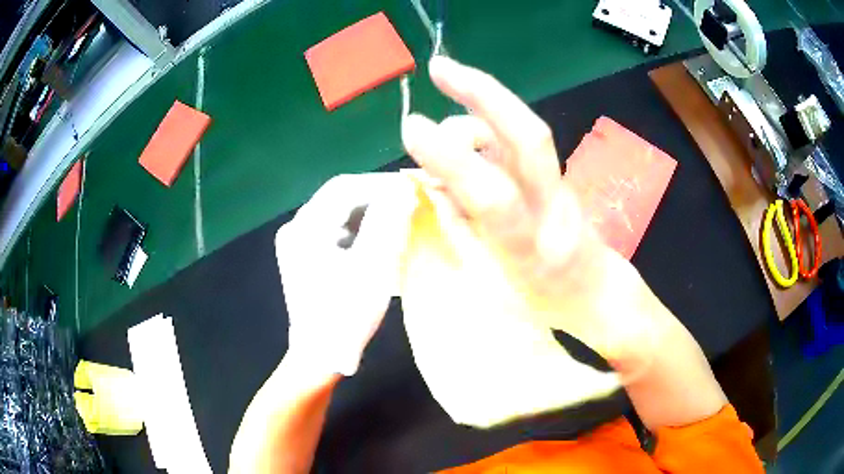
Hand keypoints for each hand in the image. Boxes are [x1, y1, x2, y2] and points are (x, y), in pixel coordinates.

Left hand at [275, 173, 415, 376]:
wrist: (318, 355)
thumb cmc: (345, 314)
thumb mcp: (372, 267)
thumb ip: (387, 222)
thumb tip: (403, 189)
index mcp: (306, 227)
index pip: (345, 187)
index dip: (379, 184)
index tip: (410, 190)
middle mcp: (296, 228)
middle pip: (339, 198)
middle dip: (375, 197)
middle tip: (407, 204)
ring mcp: (297, 243)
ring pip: (338, 213)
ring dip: (368, 212)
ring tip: (397, 219)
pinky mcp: (304, 256)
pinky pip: (334, 230)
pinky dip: (358, 228)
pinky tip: (377, 238)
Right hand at [401, 56, 655, 365]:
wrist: (595, 291)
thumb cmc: (540, 301)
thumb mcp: (490, 283)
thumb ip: (459, 228)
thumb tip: (433, 181)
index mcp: (531, 247)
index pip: (493, 195)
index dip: (452, 158)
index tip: (411, 127)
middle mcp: (551, 207)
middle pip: (528, 136)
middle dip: (483, 93)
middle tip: (439, 67)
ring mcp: (558, 183)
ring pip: (520, 130)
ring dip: (474, 116)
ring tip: (437, 137)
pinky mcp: (557, 172)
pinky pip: (517, 138)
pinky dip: (485, 127)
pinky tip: (463, 135)